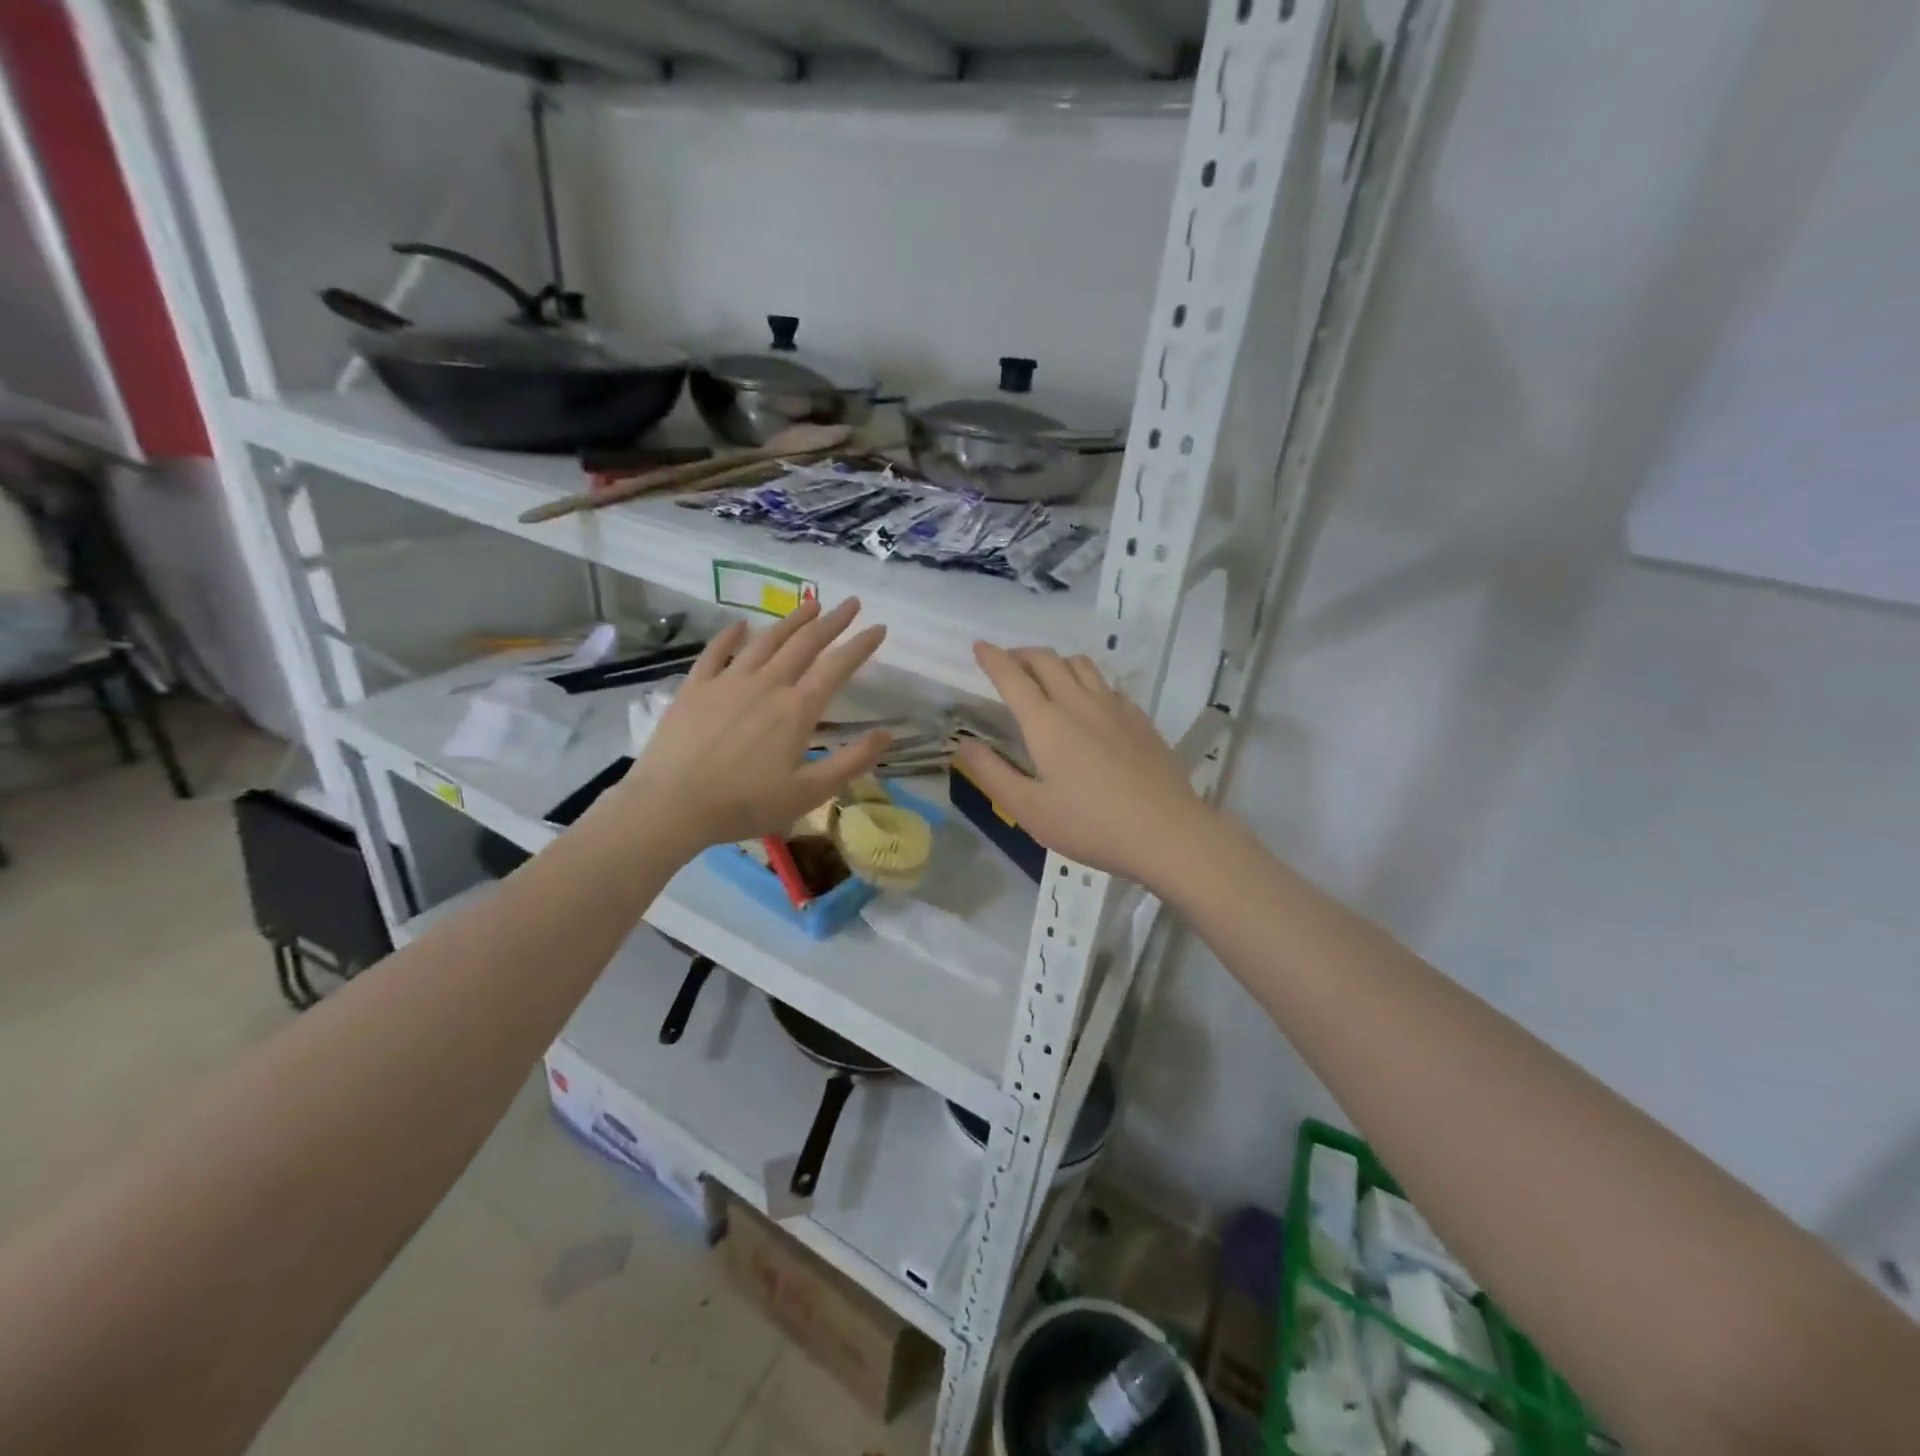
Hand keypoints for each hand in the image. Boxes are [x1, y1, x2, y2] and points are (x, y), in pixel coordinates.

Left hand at [612, 599, 889, 849]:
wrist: (671, 805)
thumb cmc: (745, 804)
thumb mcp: (809, 793)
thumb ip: (851, 762)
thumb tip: (886, 734)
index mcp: (797, 710)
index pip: (837, 667)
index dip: (861, 645)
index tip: (879, 627)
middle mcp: (766, 684)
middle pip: (804, 644)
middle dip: (832, 621)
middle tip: (850, 603)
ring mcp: (728, 682)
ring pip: (766, 640)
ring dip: (791, 620)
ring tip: (810, 603)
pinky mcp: (695, 688)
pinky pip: (716, 652)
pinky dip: (731, 635)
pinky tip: (741, 624)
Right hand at [955, 643, 1215, 887]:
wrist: (1167, 832)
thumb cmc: (1090, 825)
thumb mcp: (1029, 809)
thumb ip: (993, 773)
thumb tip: (964, 744)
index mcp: (1046, 723)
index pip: (1012, 677)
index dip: (992, 658)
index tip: (979, 646)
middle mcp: (1078, 703)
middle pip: (1046, 660)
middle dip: (1021, 654)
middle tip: (1008, 663)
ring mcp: (1114, 708)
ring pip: (1080, 664)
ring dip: (1055, 662)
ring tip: (1046, 676)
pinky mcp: (1139, 719)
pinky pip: (1106, 684)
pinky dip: (1086, 681)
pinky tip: (1088, 704)